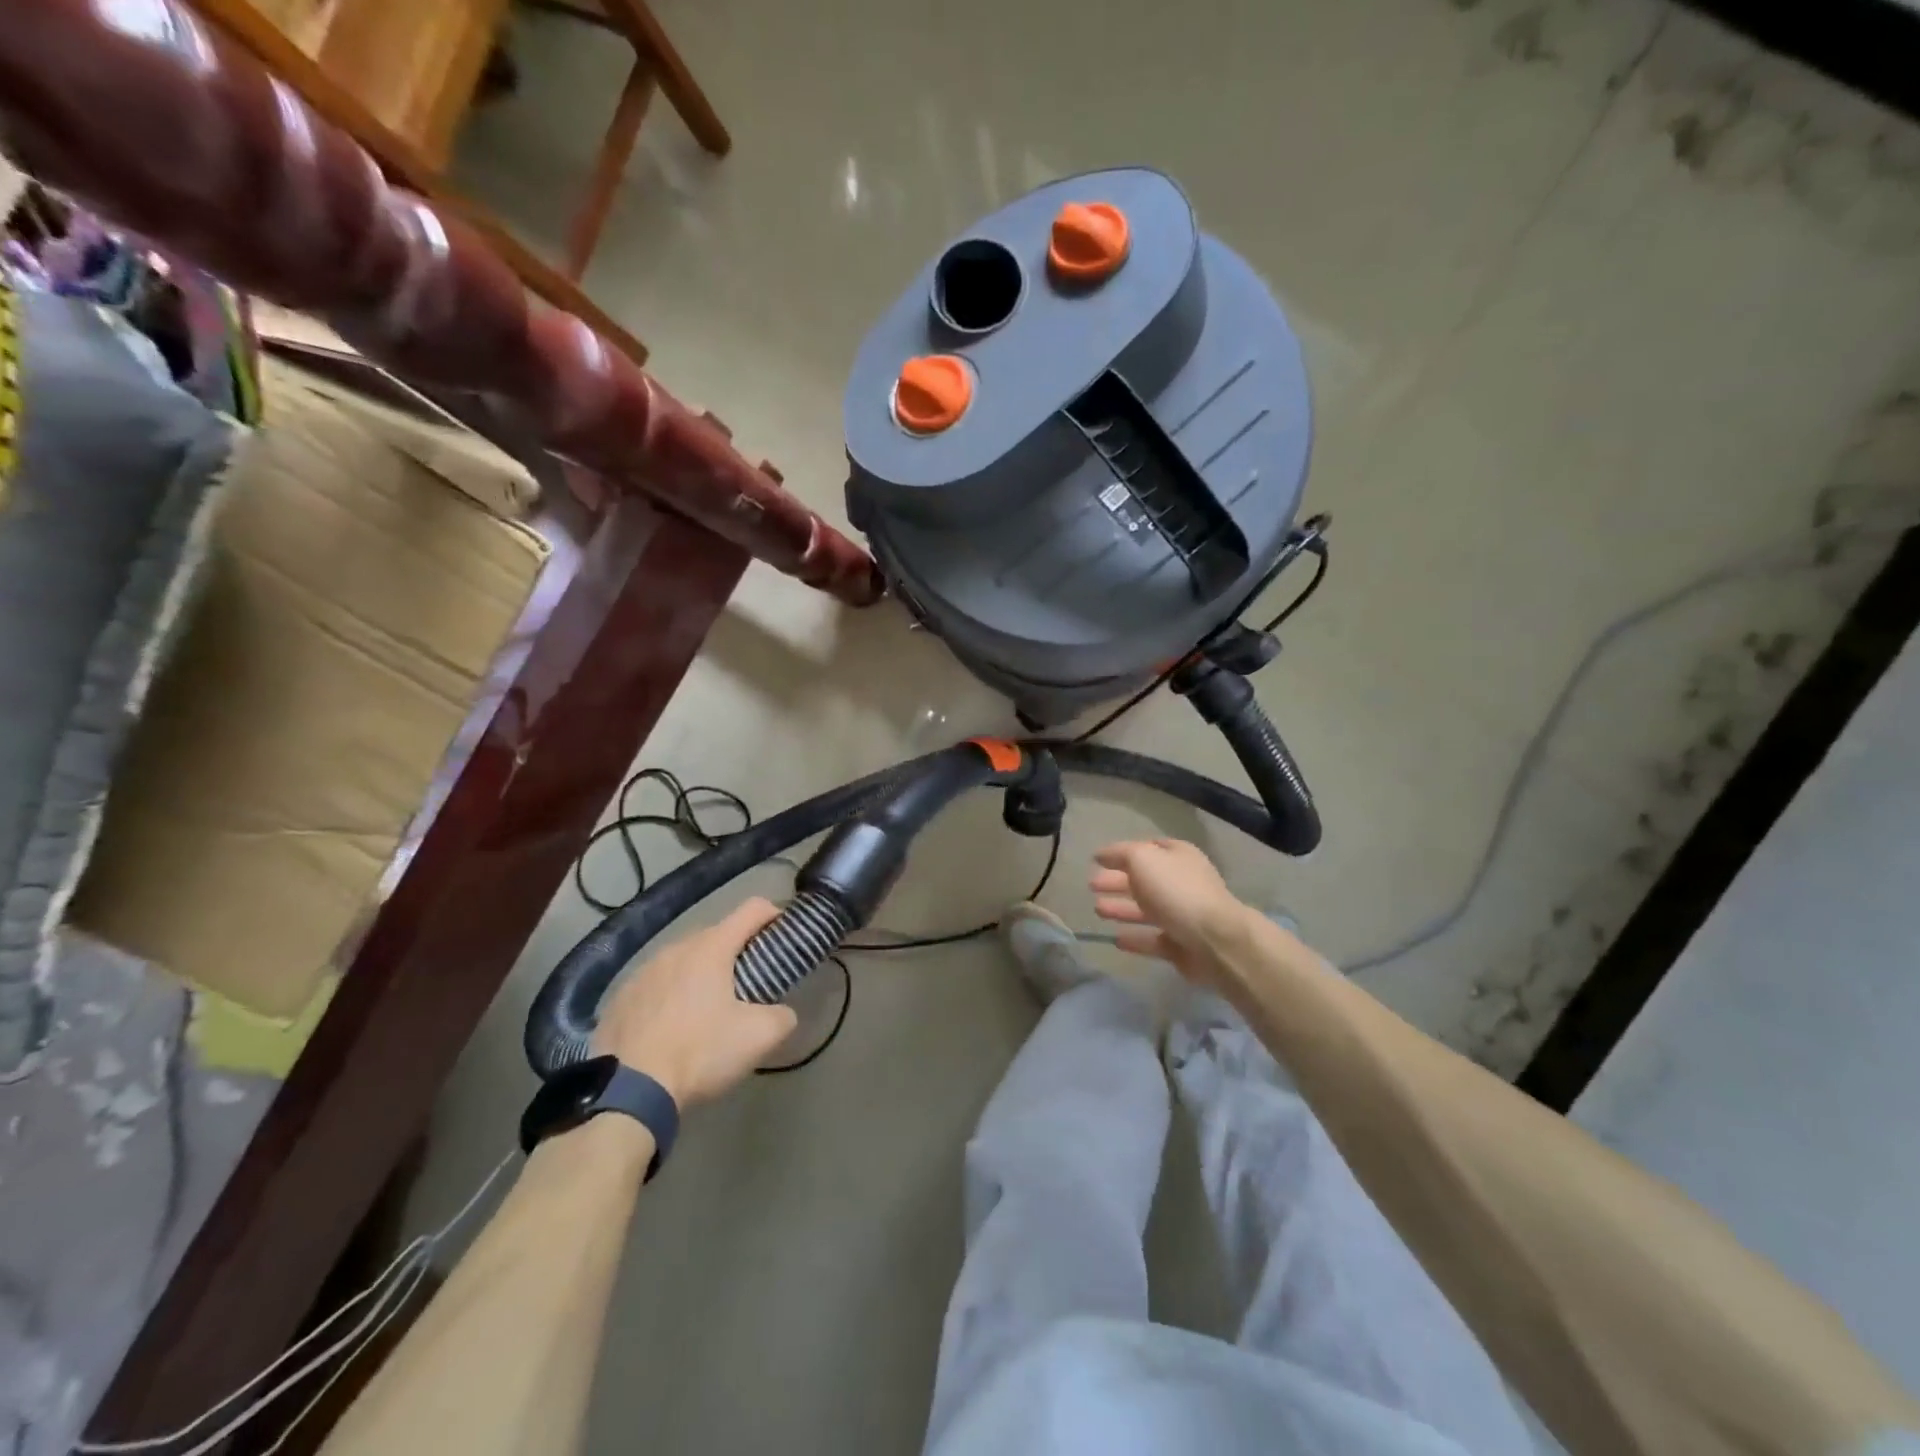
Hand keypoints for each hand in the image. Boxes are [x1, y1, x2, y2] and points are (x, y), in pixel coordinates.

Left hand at [592, 898, 798, 1108]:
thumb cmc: (699, 1053)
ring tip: (707, 1009)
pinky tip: (671, 1028)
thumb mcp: (758, 1038)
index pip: (752, 909)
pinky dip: (670, 995)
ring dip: (700, 974)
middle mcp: (674, 948)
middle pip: (716, 935)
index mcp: (711, 948)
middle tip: (750, 983)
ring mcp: (642, 972)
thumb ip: (782, 1016)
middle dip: (737, 952)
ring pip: (682, 960)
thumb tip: (782, 1013)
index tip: (784, 935)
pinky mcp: (618, 998)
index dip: (774, 915)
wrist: (626, 1094)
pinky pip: (655, 985)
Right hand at [1089, 838, 1249, 983]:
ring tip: (1097, 910)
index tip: (1098, 860)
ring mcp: (1183, 915)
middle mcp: (1182, 882)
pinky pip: (1153, 939)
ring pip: (1146, 910)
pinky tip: (1115, 939)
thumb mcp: (1142, 859)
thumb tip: (1102, 854)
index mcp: (1178, 856)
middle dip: (1117, 882)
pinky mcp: (1181, 945)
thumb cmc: (1176, 890)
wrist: (1214, 940)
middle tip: (1091, 886)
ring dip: (1122, 909)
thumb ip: (1121, 854)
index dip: (1122, 853)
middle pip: (1144, 880)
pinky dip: (1135, 938)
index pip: (1147, 849)